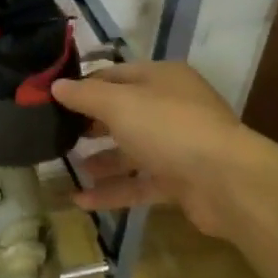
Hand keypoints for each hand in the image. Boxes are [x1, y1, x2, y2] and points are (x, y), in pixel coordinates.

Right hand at [52, 62, 257, 238]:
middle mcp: (172, 108)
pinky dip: (112, 191)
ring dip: (101, 161)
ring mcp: (178, 146)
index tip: (52, 100)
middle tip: (58, 135)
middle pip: (124, 113)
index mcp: (162, 78)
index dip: (84, 86)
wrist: (226, 181)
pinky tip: (80, 201)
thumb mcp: (119, 104)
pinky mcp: (180, 182)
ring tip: (69, 168)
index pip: (115, 75)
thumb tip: (56, 85)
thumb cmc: (168, 128)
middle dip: (91, 125)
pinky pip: (139, 184)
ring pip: (131, 151)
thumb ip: (85, 95)